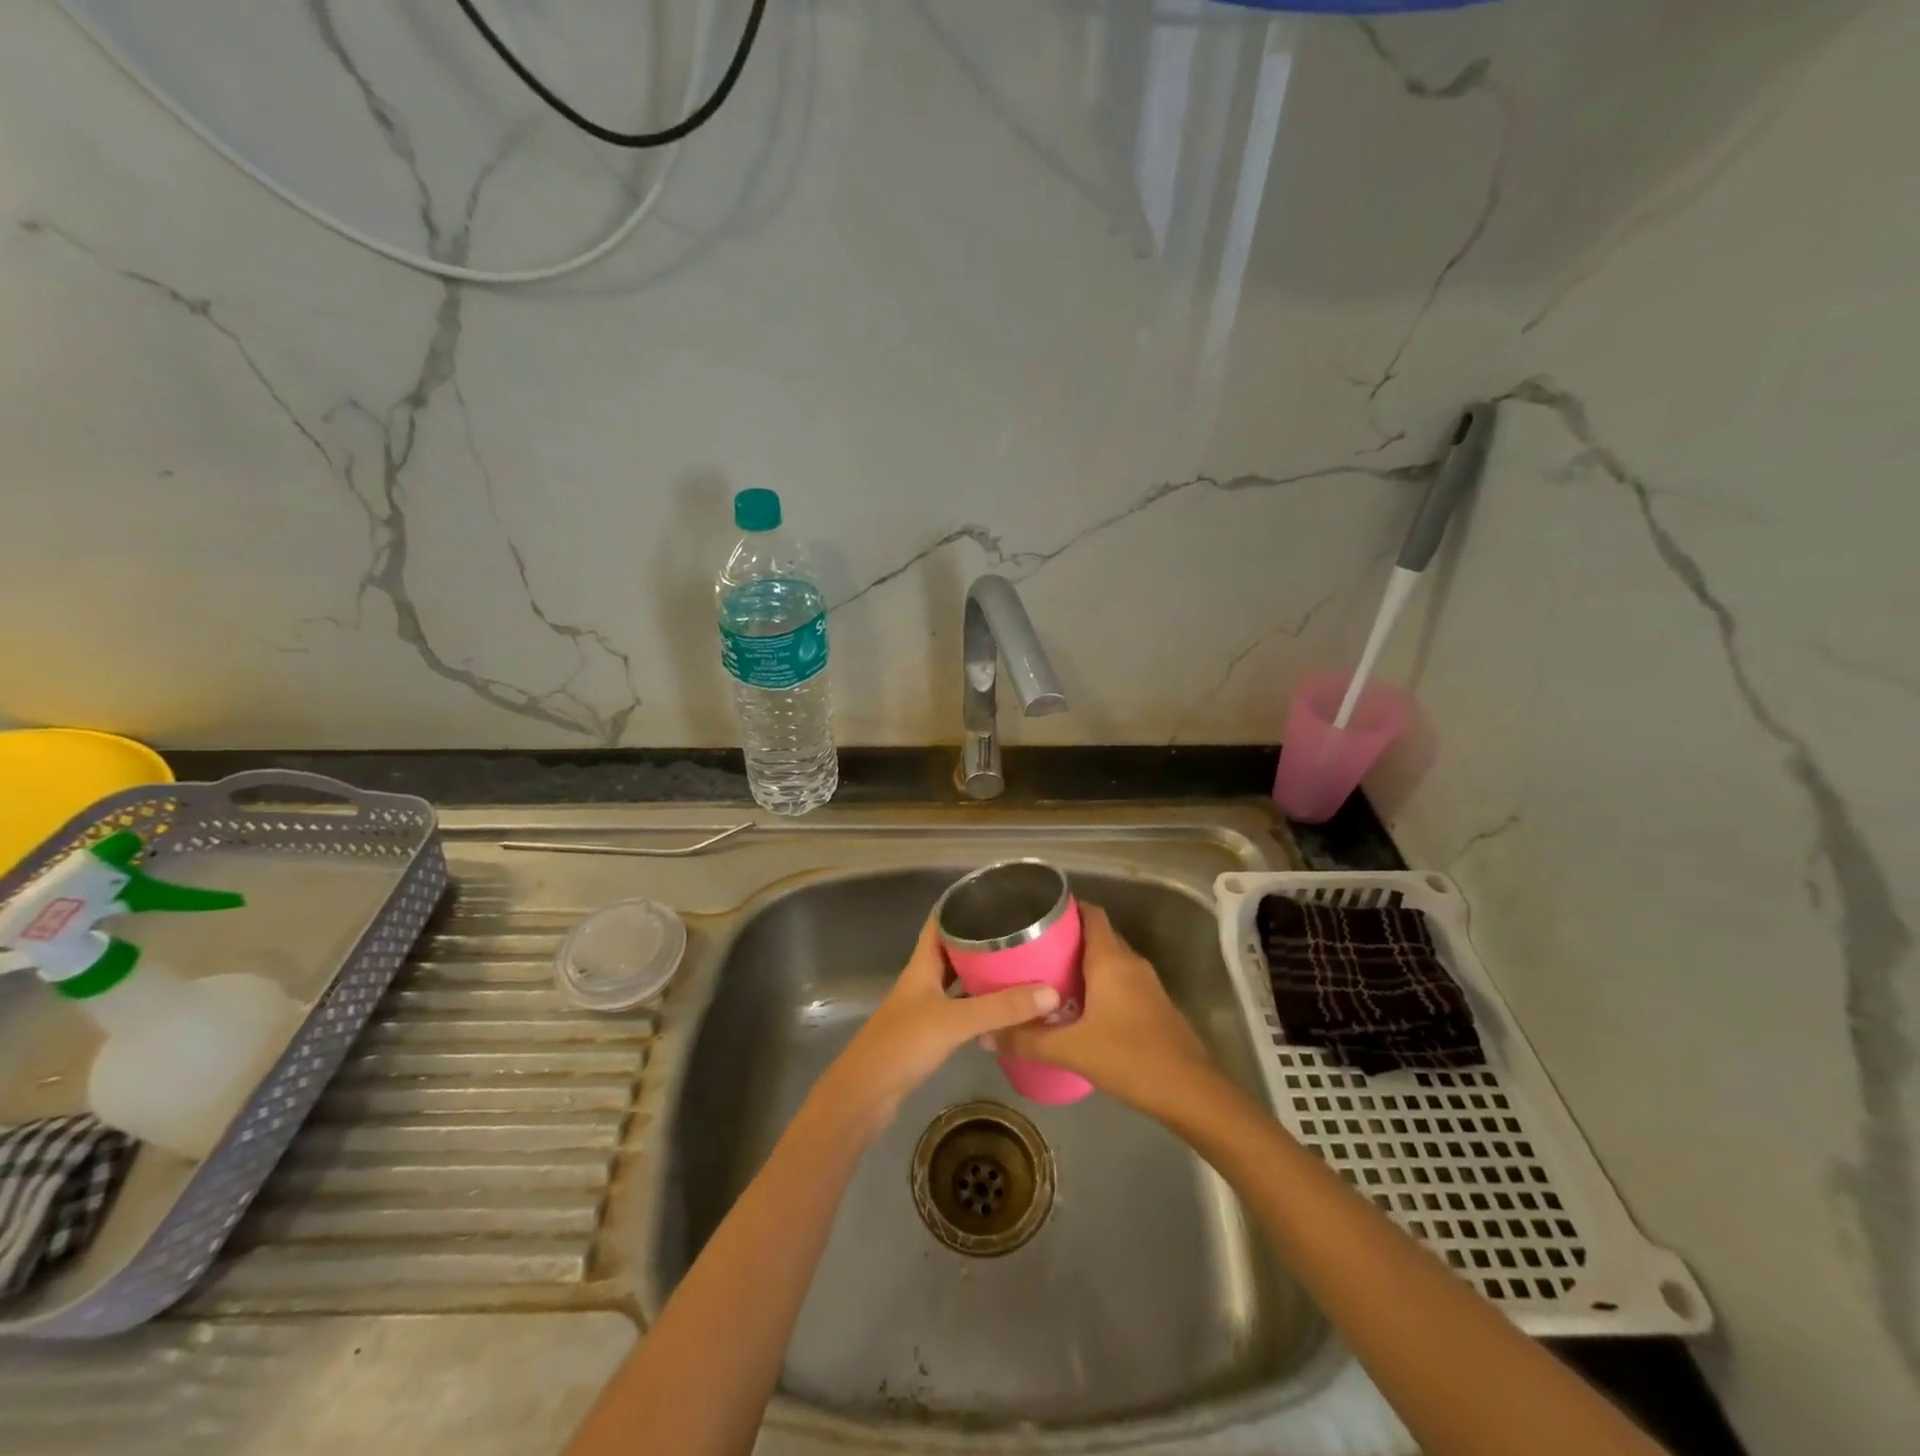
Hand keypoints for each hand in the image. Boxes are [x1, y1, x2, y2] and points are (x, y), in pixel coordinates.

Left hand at [808, 912, 1059, 1139]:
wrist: (865, 1094)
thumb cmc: (903, 1044)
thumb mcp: (955, 1021)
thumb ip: (1000, 1008)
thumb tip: (1050, 992)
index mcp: (922, 965)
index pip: (940, 923)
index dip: (961, 906)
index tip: (993, 895)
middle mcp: (923, 980)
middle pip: (952, 951)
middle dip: (981, 941)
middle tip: (1019, 933)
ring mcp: (924, 1008)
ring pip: (958, 981)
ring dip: (982, 974)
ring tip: (1019, 965)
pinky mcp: (929, 1034)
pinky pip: (960, 1009)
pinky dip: (980, 1006)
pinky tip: (1003, 1009)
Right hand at [993, 904, 1215, 1113]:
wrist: (1190, 1092)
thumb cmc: (1130, 1058)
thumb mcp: (1071, 1050)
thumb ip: (1027, 1040)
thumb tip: (985, 1035)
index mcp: (1111, 959)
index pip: (1091, 913)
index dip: (1066, 908)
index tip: (1036, 916)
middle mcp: (1130, 962)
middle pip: (1097, 935)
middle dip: (1067, 938)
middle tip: (1031, 950)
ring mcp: (1146, 984)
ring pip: (1109, 960)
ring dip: (1082, 963)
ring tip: (1047, 977)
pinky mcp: (1153, 1005)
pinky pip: (1120, 980)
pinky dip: (1098, 984)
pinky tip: (1077, 1007)